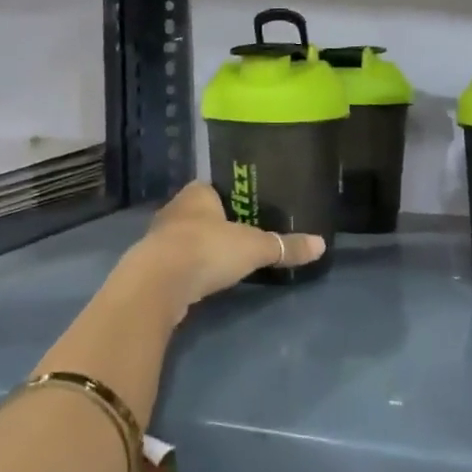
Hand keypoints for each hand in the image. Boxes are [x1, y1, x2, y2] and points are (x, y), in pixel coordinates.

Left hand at [123, 183, 326, 320]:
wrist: (158, 284)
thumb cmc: (207, 249)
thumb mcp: (255, 248)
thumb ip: (285, 246)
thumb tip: (321, 245)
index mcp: (197, 194)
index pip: (213, 188)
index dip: (229, 197)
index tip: (246, 208)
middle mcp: (175, 210)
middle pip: (199, 213)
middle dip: (216, 224)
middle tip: (241, 235)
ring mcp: (158, 239)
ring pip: (185, 238)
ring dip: (200, 248)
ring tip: (224, 260)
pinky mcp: (151, 267)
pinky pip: (175, 263)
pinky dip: (189, 270)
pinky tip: (203, 280)